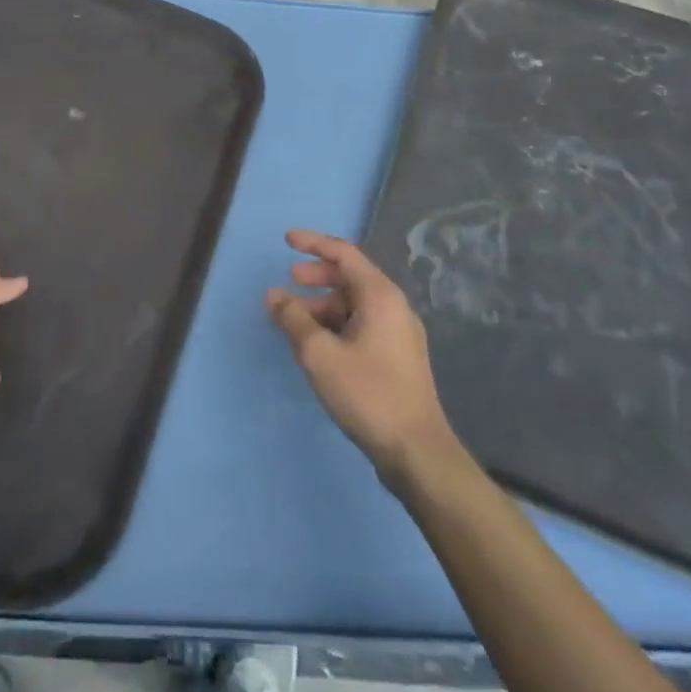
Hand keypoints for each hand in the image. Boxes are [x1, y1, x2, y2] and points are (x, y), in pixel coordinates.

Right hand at [267, 230, 455, 485]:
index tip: (286, 240)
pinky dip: (336, 324)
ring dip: (323, 304)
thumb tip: (274, 296)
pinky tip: (317, 343)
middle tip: (290, 280)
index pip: (344, 254)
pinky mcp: (397, 357)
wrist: (416, 451)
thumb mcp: (319, 354)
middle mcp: (394, 307)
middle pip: (351, 277)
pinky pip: (361, 324)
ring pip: (355, 304)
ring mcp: (399, 333)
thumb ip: (293, 319)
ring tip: (295, 319)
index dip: (314, 243)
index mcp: (380, 296)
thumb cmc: (368, 393)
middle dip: (317, 275)